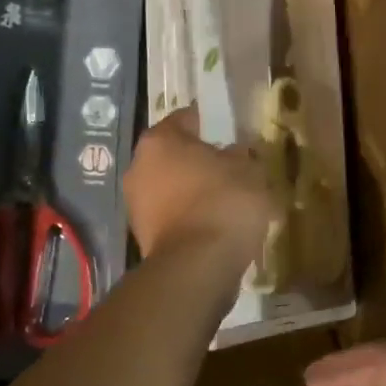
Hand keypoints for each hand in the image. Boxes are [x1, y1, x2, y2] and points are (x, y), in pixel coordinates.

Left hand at [123, 107, 273, 263]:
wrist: (197, 266)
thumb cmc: (223, 203)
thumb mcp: (249, 170)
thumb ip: (242, 156)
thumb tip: (236, 154)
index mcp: (160, 140)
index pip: (186, 119)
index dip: (210, 123)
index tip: (231, 133)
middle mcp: (138, 166)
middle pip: (174, 155)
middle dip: (200, 161)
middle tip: (232, 169)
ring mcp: (136, 204)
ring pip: (172, 187)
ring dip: (194, 191)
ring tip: (227, 202)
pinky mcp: (142, 236)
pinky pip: (172, 216)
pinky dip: (190, 218)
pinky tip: (215, 226)